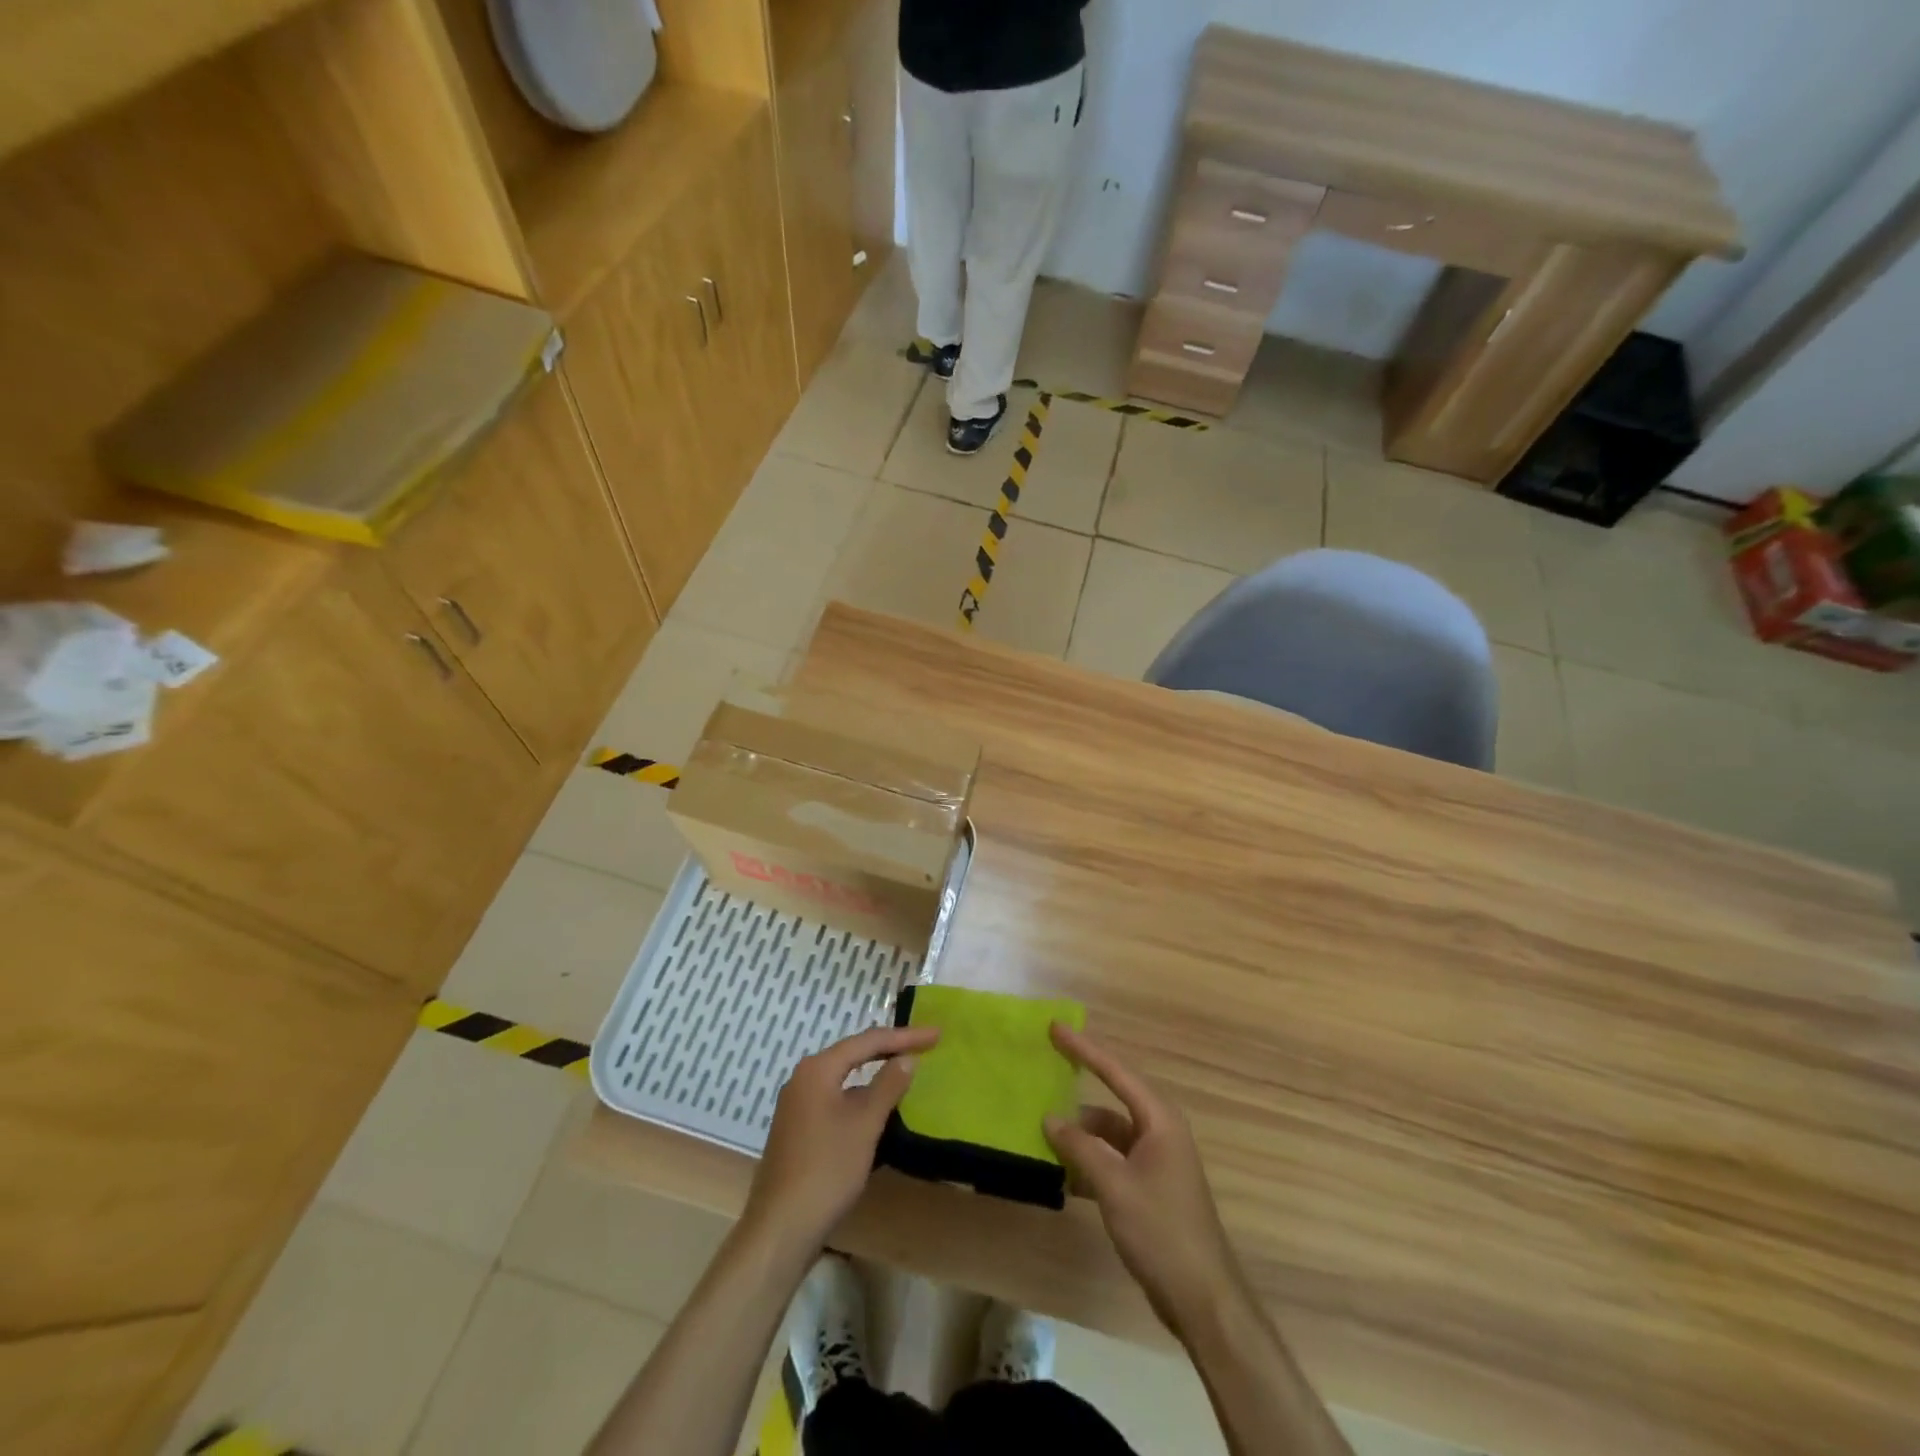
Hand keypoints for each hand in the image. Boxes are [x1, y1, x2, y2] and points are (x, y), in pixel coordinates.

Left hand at [742, 1024, 938, 1260]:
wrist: (781, 1227)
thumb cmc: (827, 1169)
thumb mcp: (865, 1124)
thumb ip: (888, 1085)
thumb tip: (907, 1058)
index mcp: (818, 1069)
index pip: (868, 1041)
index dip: (905, 1036)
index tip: (936, 1034)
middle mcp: (803, 1078)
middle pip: (854, 1054)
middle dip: (889, 1049)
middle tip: (925, 1045)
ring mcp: (797, 1104)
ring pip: (844, 1077)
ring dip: (874, 1073)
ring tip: (904, 1070)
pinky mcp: (798, 1128)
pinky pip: (836, 1098)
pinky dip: (860, 1096)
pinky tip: (875, 1107)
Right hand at [1044, 1023, 1242, 1334]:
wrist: (1203, 1298)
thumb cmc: (1161, 1230)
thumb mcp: (1114, 1185)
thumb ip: (1080, 1147)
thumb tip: (1050, 1119)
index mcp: (1159, 1120)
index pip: (1115, 1072)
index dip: (1084, 1048)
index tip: (1055, 1028)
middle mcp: (1160, 1132)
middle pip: (1112, 1099)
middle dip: (1078, 1091)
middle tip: (1045, 1072)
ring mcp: (1157, 1161)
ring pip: (1110, 1134)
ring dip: (1081, 1137)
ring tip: (1044, 1137)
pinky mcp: (1150, 1188)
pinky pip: (1113, 1160)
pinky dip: (1090, 1163)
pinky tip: (1064, 1177)